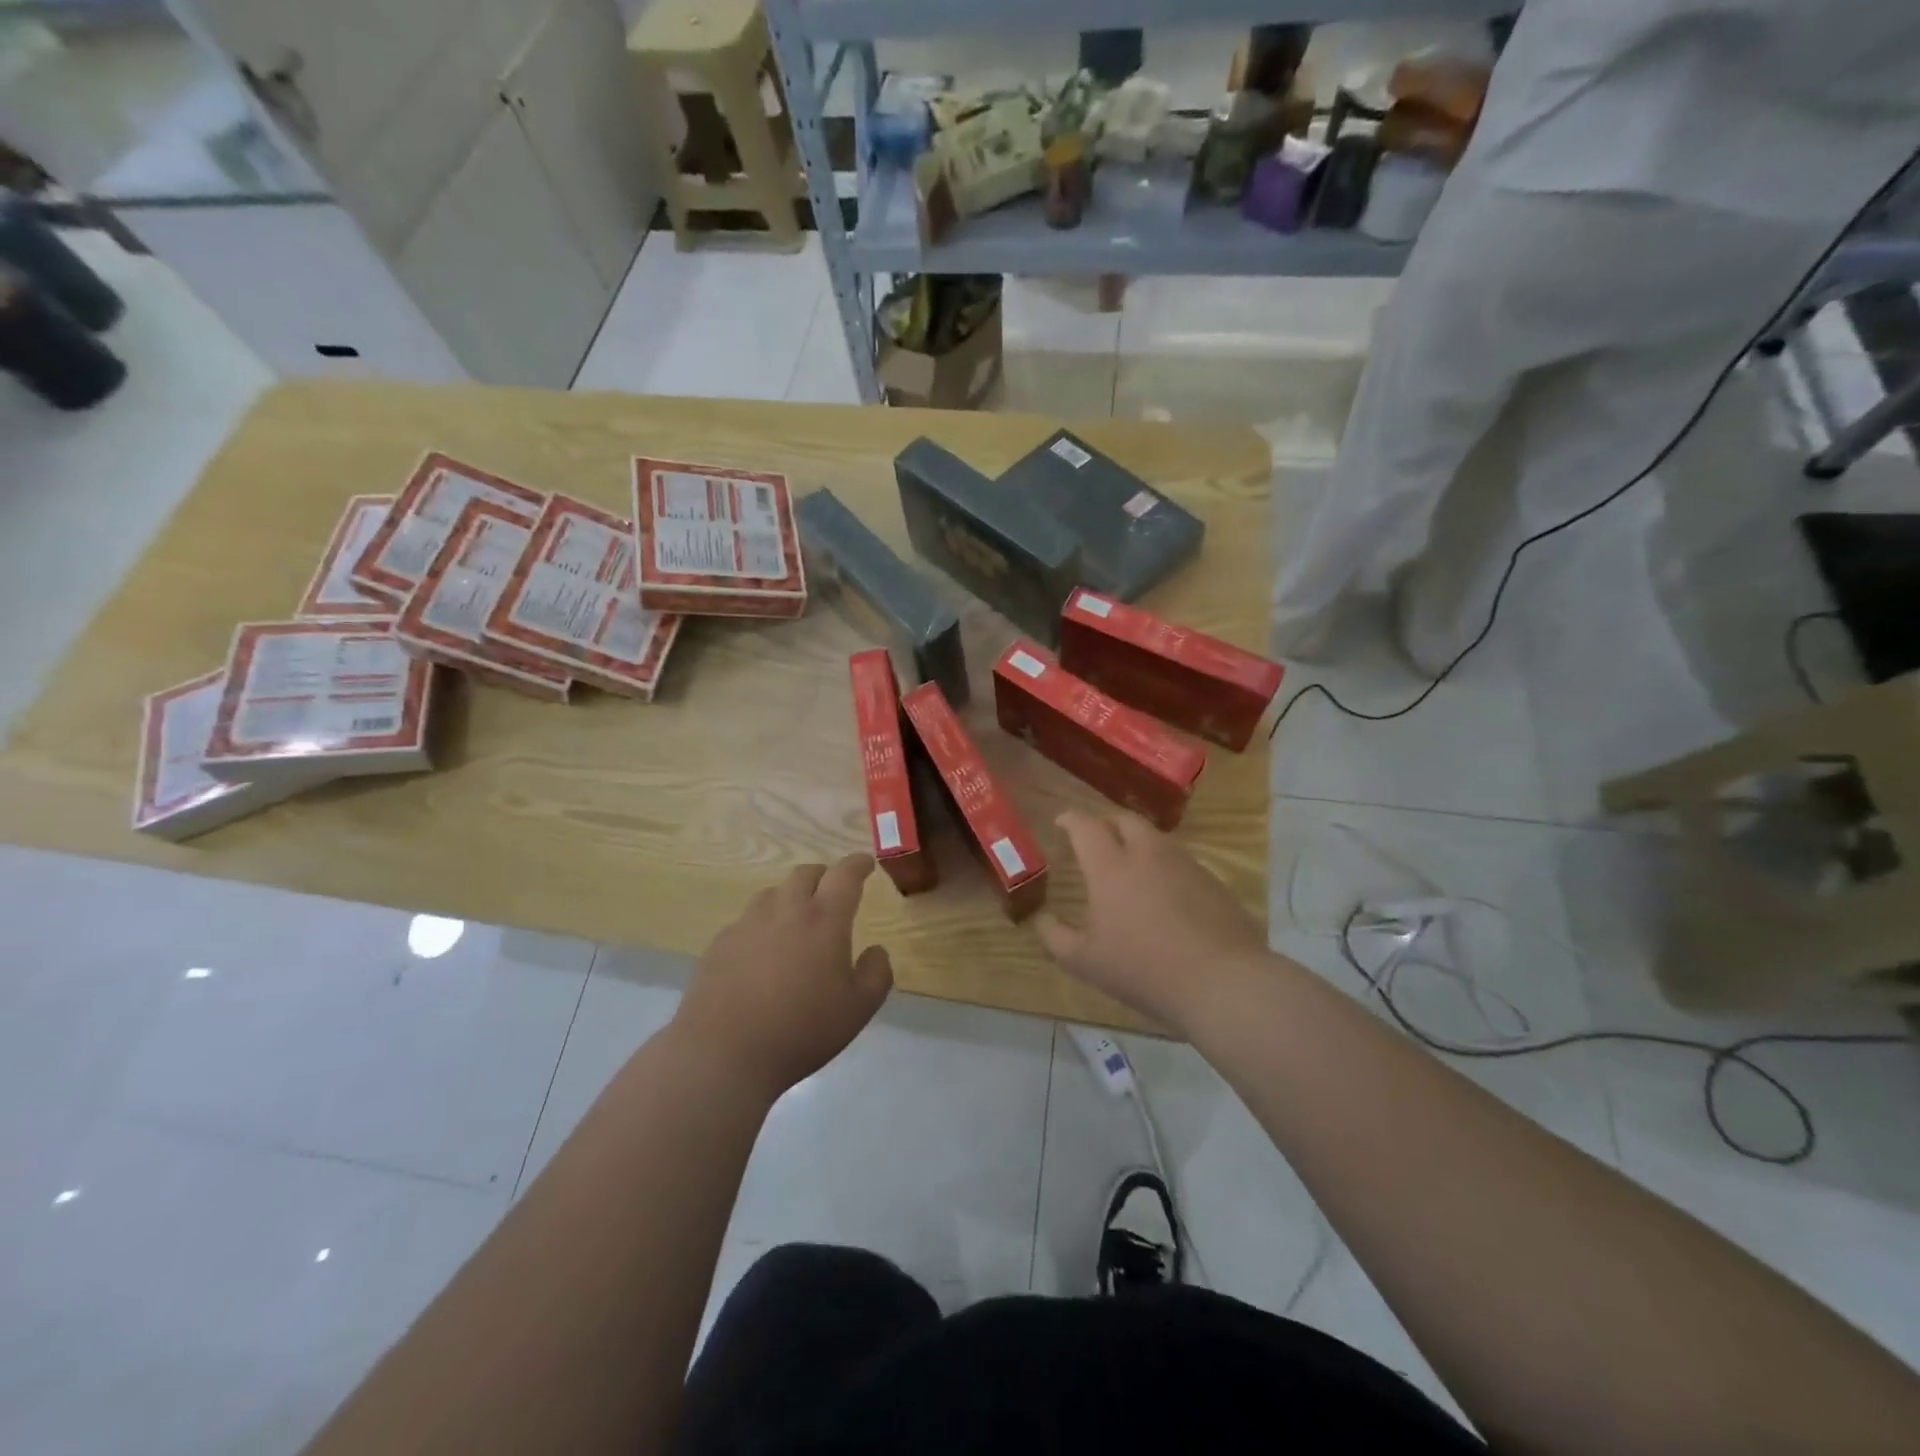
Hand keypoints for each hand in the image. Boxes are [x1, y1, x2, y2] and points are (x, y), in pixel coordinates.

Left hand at [673, 853, 892, 1100]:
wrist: (723, 1054)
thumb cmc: (801, 1030)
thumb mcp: (858, 1009)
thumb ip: (877, 973)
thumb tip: (876, 950)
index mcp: (824, 919)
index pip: (845, 875)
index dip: (858, 864)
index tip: (866, 864)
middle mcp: (785, 910)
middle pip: (805, 874)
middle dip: (824, 876)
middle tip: (832, 892)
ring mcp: (747, 924)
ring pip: (773, 893)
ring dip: (791, 897)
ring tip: (796, 920)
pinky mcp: (720, 943)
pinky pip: (747, 920)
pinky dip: (763, 925)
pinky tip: (762, 953)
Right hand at [1036, 810, 1267, 1032]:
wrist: (1221, 982)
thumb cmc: (1144, 969)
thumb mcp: (1085, 962)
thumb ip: (1056, 937)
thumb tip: (1042, 918)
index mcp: (1111, 866)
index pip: (1086, 826)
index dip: (1070, 819)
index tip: (1061, 822)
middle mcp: (1148, 854)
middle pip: (1125, 820)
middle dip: (1106, 823)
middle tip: (1096, 840)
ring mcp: (1185, 864)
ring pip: (1156, 838)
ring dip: (1137, 842)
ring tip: (1129, 866)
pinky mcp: (1212, 881)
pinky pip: (1180, 861)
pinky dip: (1164, 866)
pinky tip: (1164, 895)